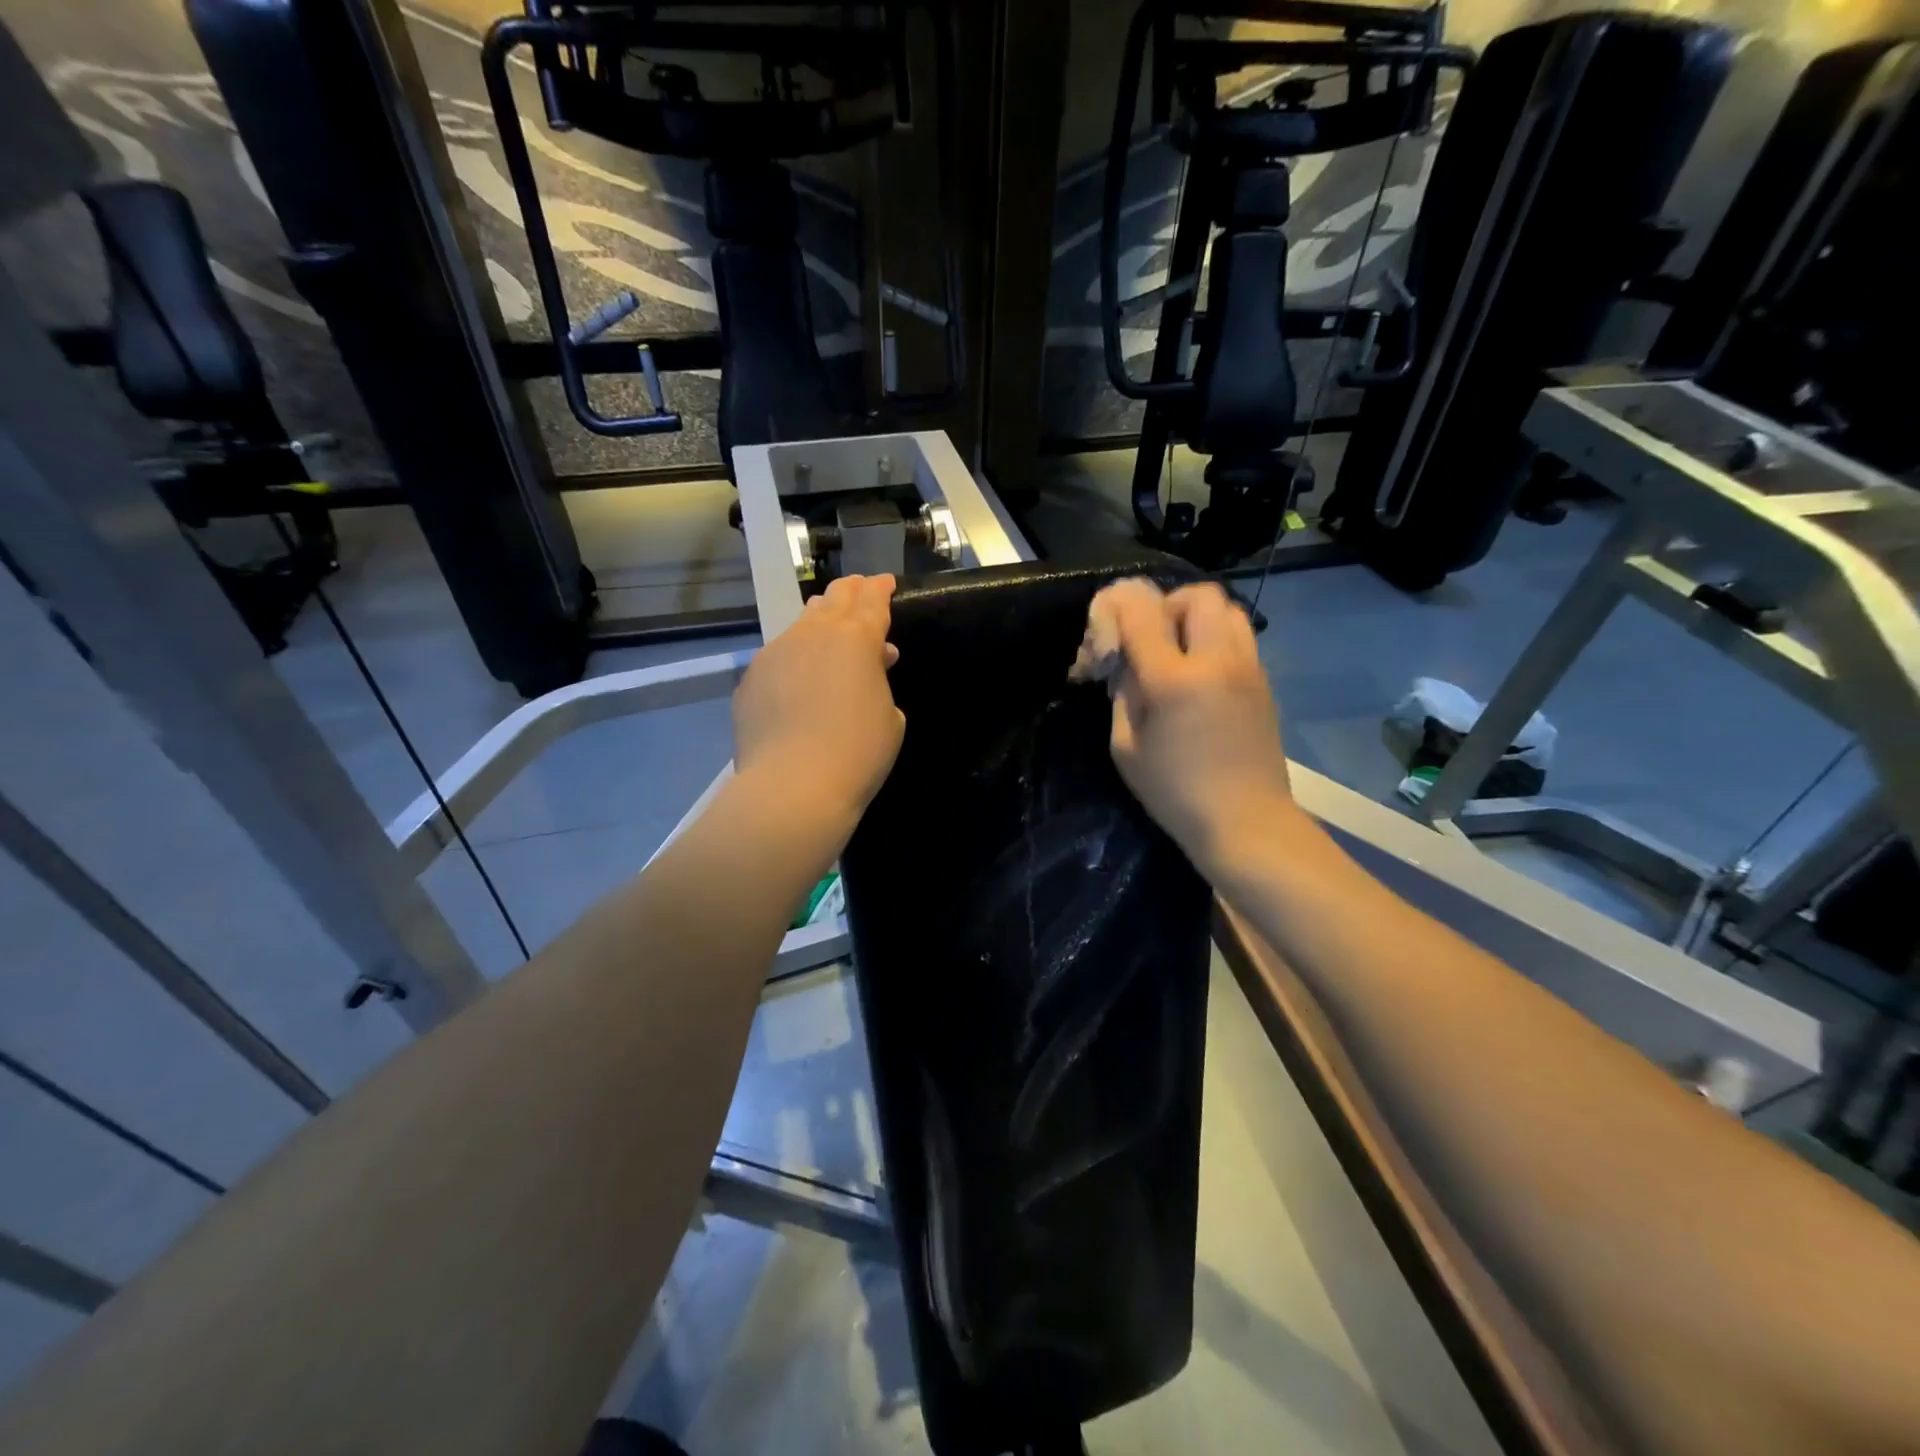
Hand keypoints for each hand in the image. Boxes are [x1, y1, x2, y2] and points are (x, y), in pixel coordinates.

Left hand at [732, 574, 904, 826]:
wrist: (793, 786)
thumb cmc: (858, 753)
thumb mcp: (890, 718)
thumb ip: (880, 683)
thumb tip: (868, 668)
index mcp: (856, 638)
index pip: (871, 600)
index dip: (880, 589)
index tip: (885, 582)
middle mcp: (813, 634)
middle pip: (833, 599)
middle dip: (850, 592)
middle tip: (859, 589)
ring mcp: (775, 653)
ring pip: (801, 624)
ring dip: (819, 620)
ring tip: (826, 622)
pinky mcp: (750, 678)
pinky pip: (777, 656)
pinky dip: (794, 657)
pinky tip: (797, 675)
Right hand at [1093, 579, 1297, 872]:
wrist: (1246, 822)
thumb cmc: (1175, 793)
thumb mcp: (1126, 748)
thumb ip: (1122, 695)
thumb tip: (1125, 663)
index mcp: (1174, 680)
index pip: (1143, 614)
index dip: (1120, 606)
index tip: (1108, 621)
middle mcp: (1217, 661)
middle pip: (1198, 596)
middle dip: (1167, 605)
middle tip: (1152, 638)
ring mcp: (1248, 669)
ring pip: (1228, 610)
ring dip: (1198, 618)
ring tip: (1180, 651)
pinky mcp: (1265, 682)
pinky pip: (1240, 638)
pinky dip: (1217, 639)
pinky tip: (1202, 675)